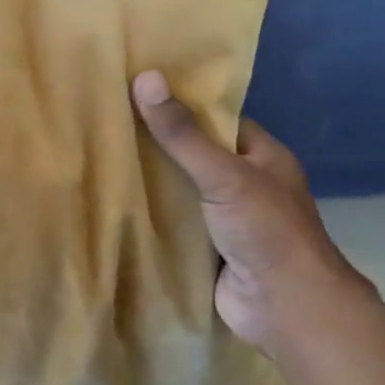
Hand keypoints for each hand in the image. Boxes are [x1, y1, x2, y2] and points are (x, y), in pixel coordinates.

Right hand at [132, 71, 372, 354]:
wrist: (284, 307)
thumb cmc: (265, 230)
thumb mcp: (223, 174)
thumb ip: (182, 133)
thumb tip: (145, 77)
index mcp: (262, 157)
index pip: (217, 120)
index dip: (181, 104)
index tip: (137, 91)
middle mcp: (245, 184)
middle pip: (194, 155)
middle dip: (157, 144)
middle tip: (107, 121)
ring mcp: (225, 218)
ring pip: (181, 190)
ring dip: (149, 181)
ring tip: (100, 154)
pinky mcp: (206, 248)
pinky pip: (172, 222)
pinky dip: (149, 215)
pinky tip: (112, 201)